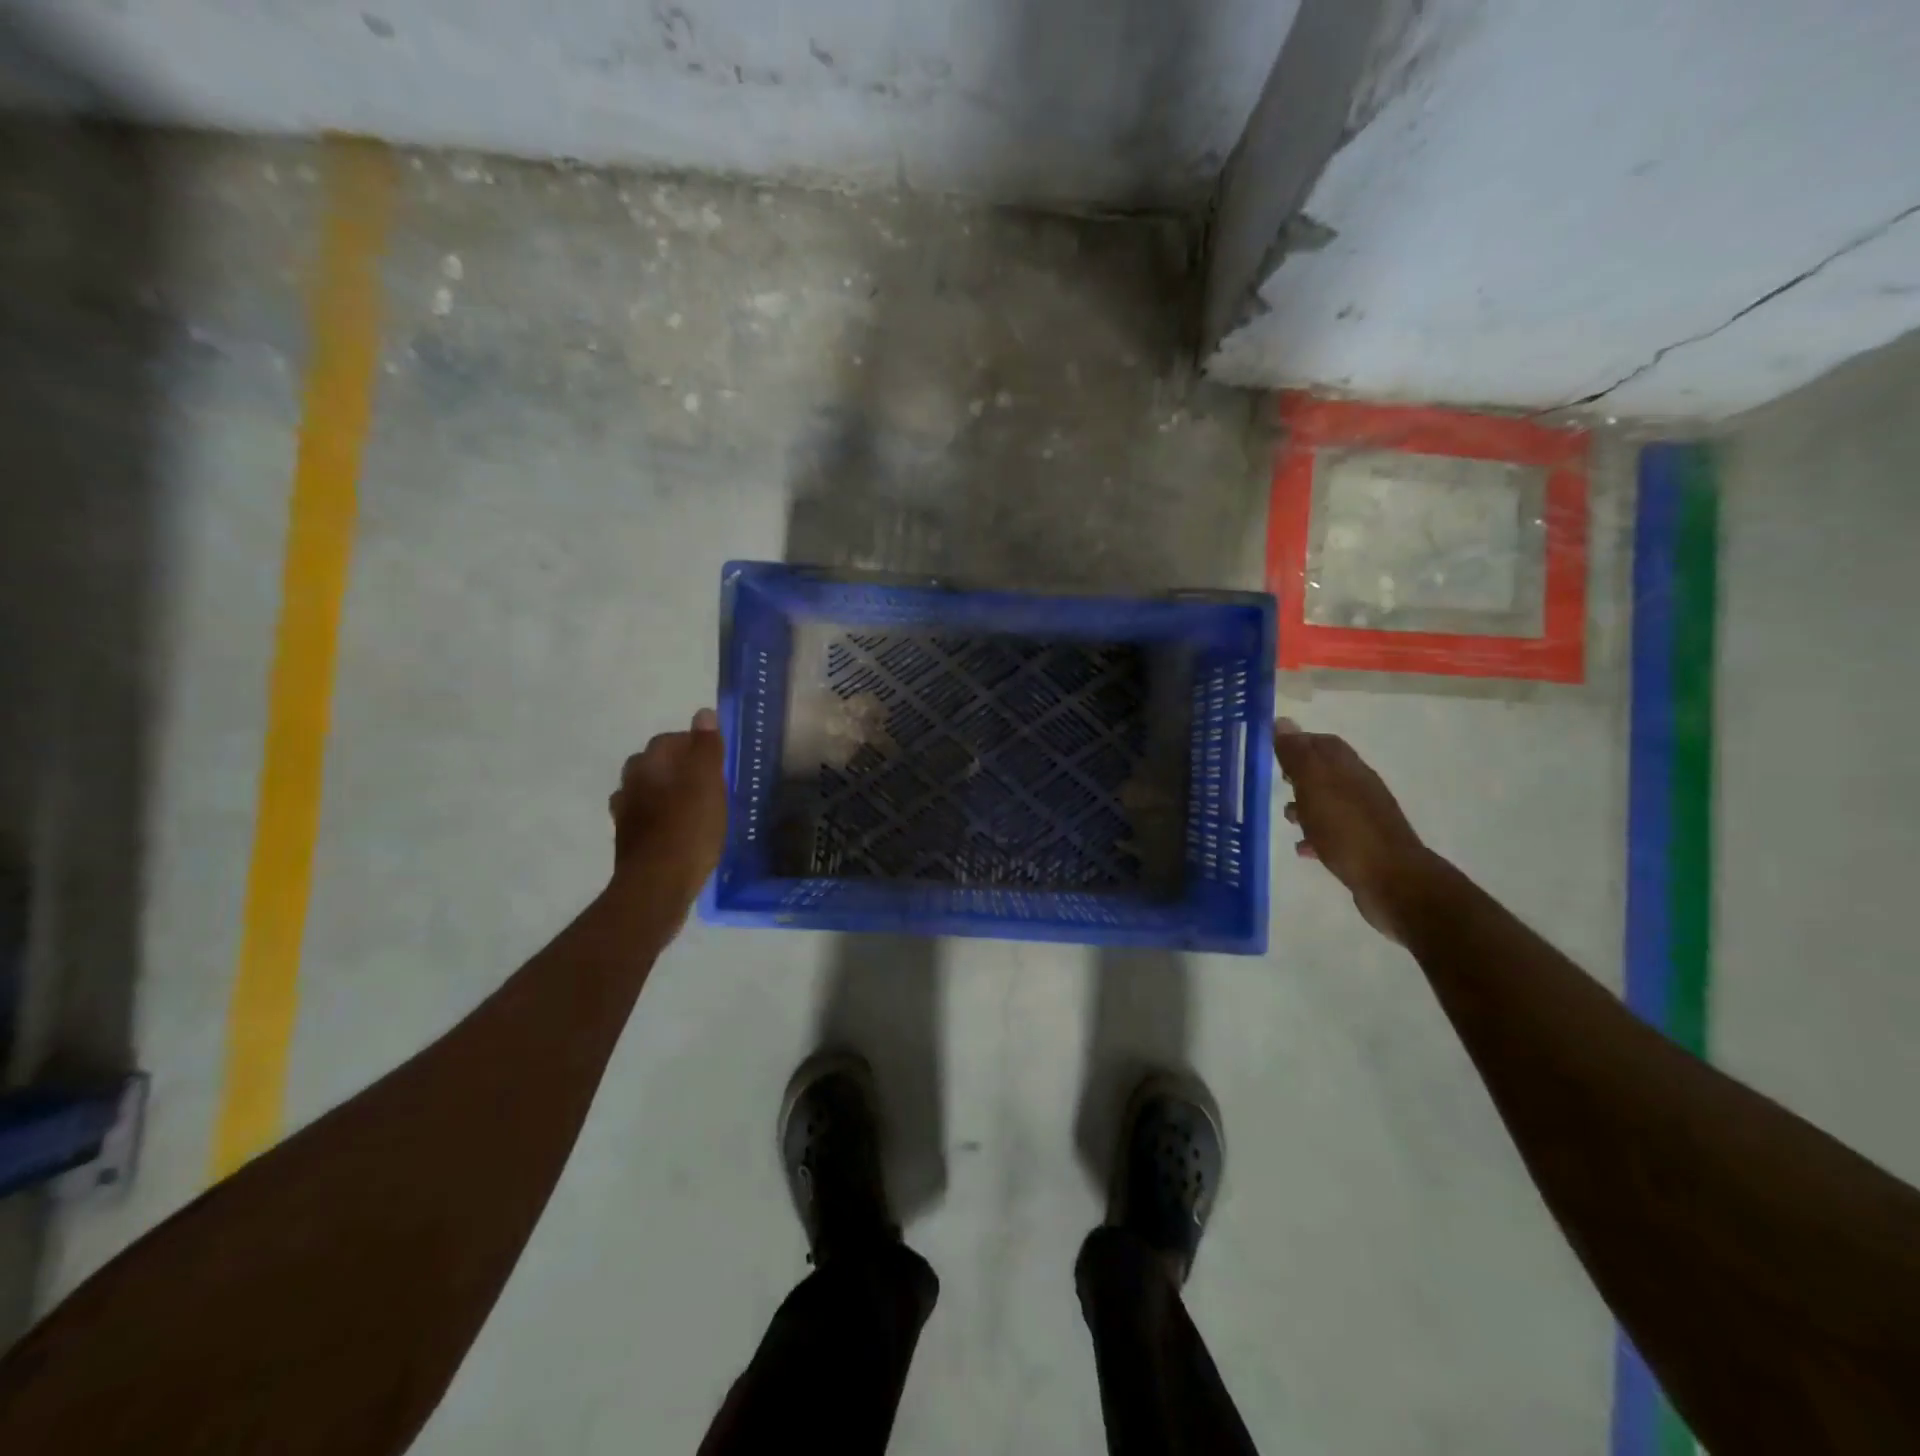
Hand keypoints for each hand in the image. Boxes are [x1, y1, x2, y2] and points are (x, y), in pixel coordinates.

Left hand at [609, 708, 727, 911]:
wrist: (657, 885)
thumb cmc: (688, 828)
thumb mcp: (708, 782)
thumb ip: (706, 747)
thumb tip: (703, 713)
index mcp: (649, 763)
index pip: (672, 739)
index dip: (696, 746)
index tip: (718, 763)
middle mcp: (631, 781)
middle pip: (656, 763)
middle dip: (680, 767)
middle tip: (710, 784)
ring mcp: (625, 812)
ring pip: (648, 790)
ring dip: (668, 792)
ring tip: (696, 807)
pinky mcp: (628, 839)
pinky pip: (646, 817)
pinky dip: (660, 817)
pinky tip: (678, 830)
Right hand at [1273, 718, 1431, 941]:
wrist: (1392, 882)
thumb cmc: (1347, 829)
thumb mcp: (1315, 786)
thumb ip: (1298, 755)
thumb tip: (1282, 722)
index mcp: (1349, 769)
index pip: (1323, 743)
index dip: (1298, 742)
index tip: (1271, 750)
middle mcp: (1360, 788)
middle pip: (1326, 772)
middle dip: (1299, 775)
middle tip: (1275, 782)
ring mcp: (1364, 818)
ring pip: (1329, 803)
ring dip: (1306, 806)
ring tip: (1285, 818)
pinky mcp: (1363, 846)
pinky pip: (1334, 833)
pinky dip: (1315, 835)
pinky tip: (1303, 848)